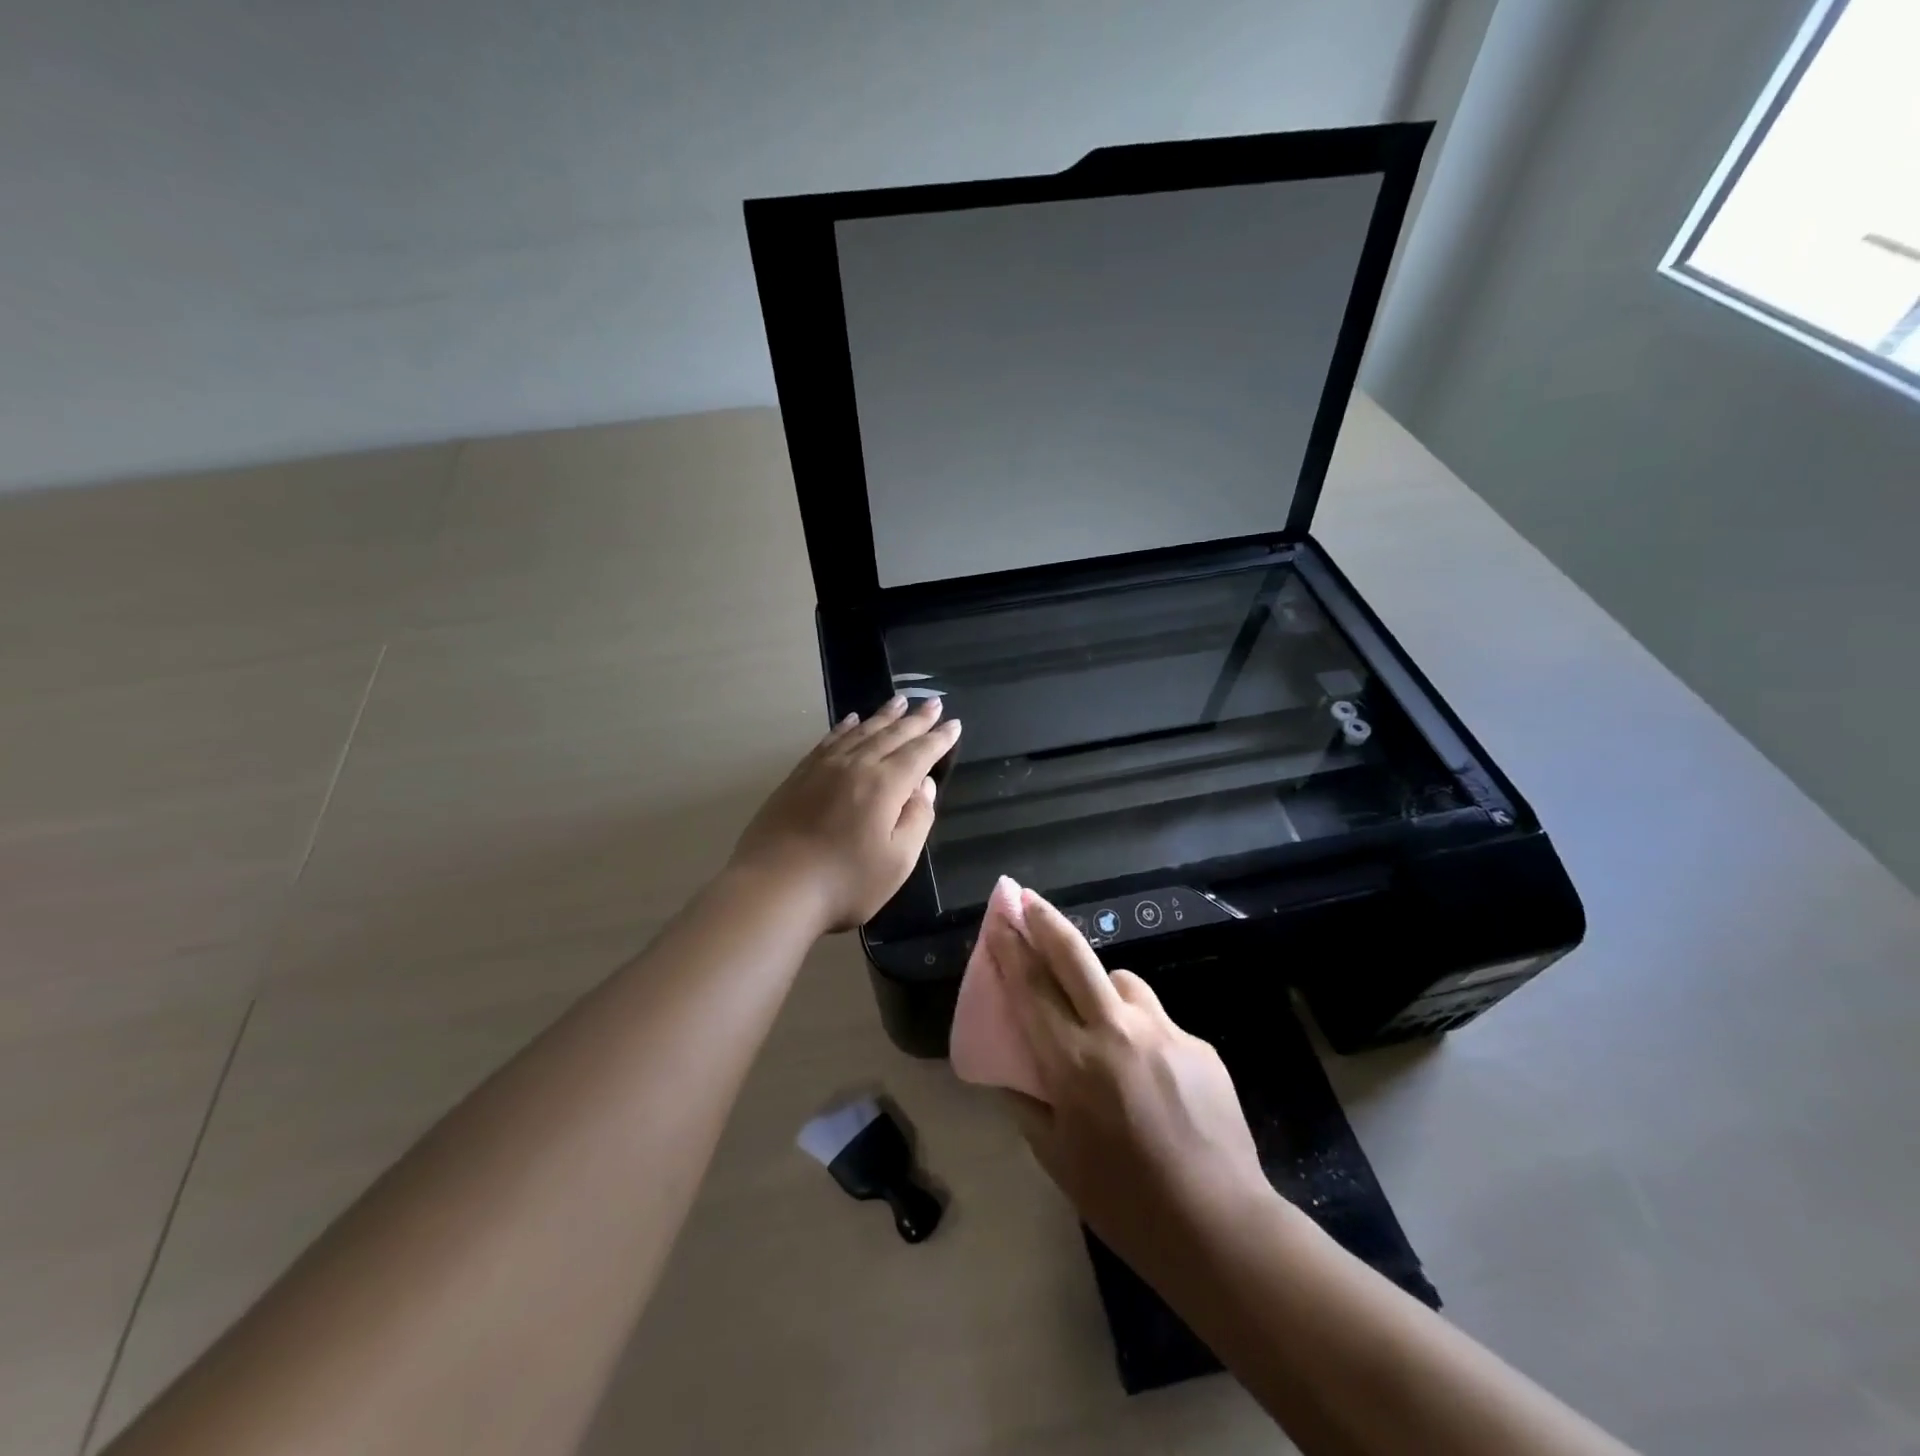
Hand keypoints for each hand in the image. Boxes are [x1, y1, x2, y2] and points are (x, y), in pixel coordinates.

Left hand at [729, 696, 960, 932]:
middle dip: (916, 719)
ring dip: (884, 716)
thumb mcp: (898, 862)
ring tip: (899, 701)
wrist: (773, 888)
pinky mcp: (799, 776)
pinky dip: (845, 727)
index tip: (954, 724)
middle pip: (892, 735)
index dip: (939, 739)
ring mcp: (824, 767)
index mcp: (885, 785)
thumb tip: (924, 786)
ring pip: (861, 731)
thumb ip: (917, 819)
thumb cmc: (844, 883)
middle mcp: (857, 765)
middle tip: (934, 703)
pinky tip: (851, 720)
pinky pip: (829, 740)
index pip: (920, 754)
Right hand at [997, 889, 1269, 1275]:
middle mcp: (1117, 1031)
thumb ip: (1028, 1105)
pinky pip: (1157, 1020)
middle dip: (1046, 922)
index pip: (1031, 988)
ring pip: (1122, 981)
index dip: (1010, 949)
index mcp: (1074, 1062)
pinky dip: (1140, 1028)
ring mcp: (1164, 1032)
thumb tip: (1013, 1072)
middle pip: (1074, 956)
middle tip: (1027, 900)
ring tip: (1098, 1017)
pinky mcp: (1199, 1044)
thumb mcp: (1057, 1159)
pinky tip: (1148, 1072)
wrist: (1220, 1225)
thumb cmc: (1124, 1202)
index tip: (998, 919)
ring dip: (1099, 985)